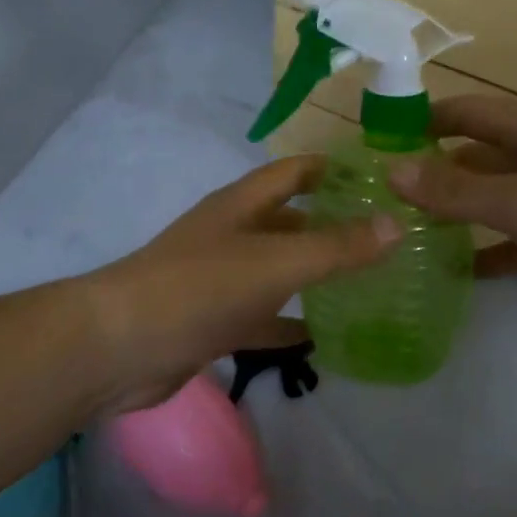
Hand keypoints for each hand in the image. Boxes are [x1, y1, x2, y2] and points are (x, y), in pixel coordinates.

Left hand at [84, 155, 399, 411]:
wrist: (121, 346)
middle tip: (386, 239)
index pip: (294, 172)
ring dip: (314, 274)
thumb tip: (396, 224)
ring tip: (368, 285)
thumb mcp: (277, 262)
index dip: (333, 169)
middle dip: (332, 225)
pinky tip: (323, 337)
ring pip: (278, 270)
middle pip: (289, 221)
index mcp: (242, 205)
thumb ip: (336, 246)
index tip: (380, 178)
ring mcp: (220, 279)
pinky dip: (290, 322)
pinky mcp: (213, 321)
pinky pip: (262, 316)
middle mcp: (231, 234)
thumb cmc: (201, 288)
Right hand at [388, 94, 516, 333]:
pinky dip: (488, 251)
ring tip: (407, 231)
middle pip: (476, 156)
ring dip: (457, 212)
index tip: (379, 138)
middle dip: (433, 170)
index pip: (466, 112)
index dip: (424, 119)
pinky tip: (457, 271)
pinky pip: (515, 240)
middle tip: (383, 193)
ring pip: (493, 199)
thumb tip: (392, 170)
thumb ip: (455, 189)